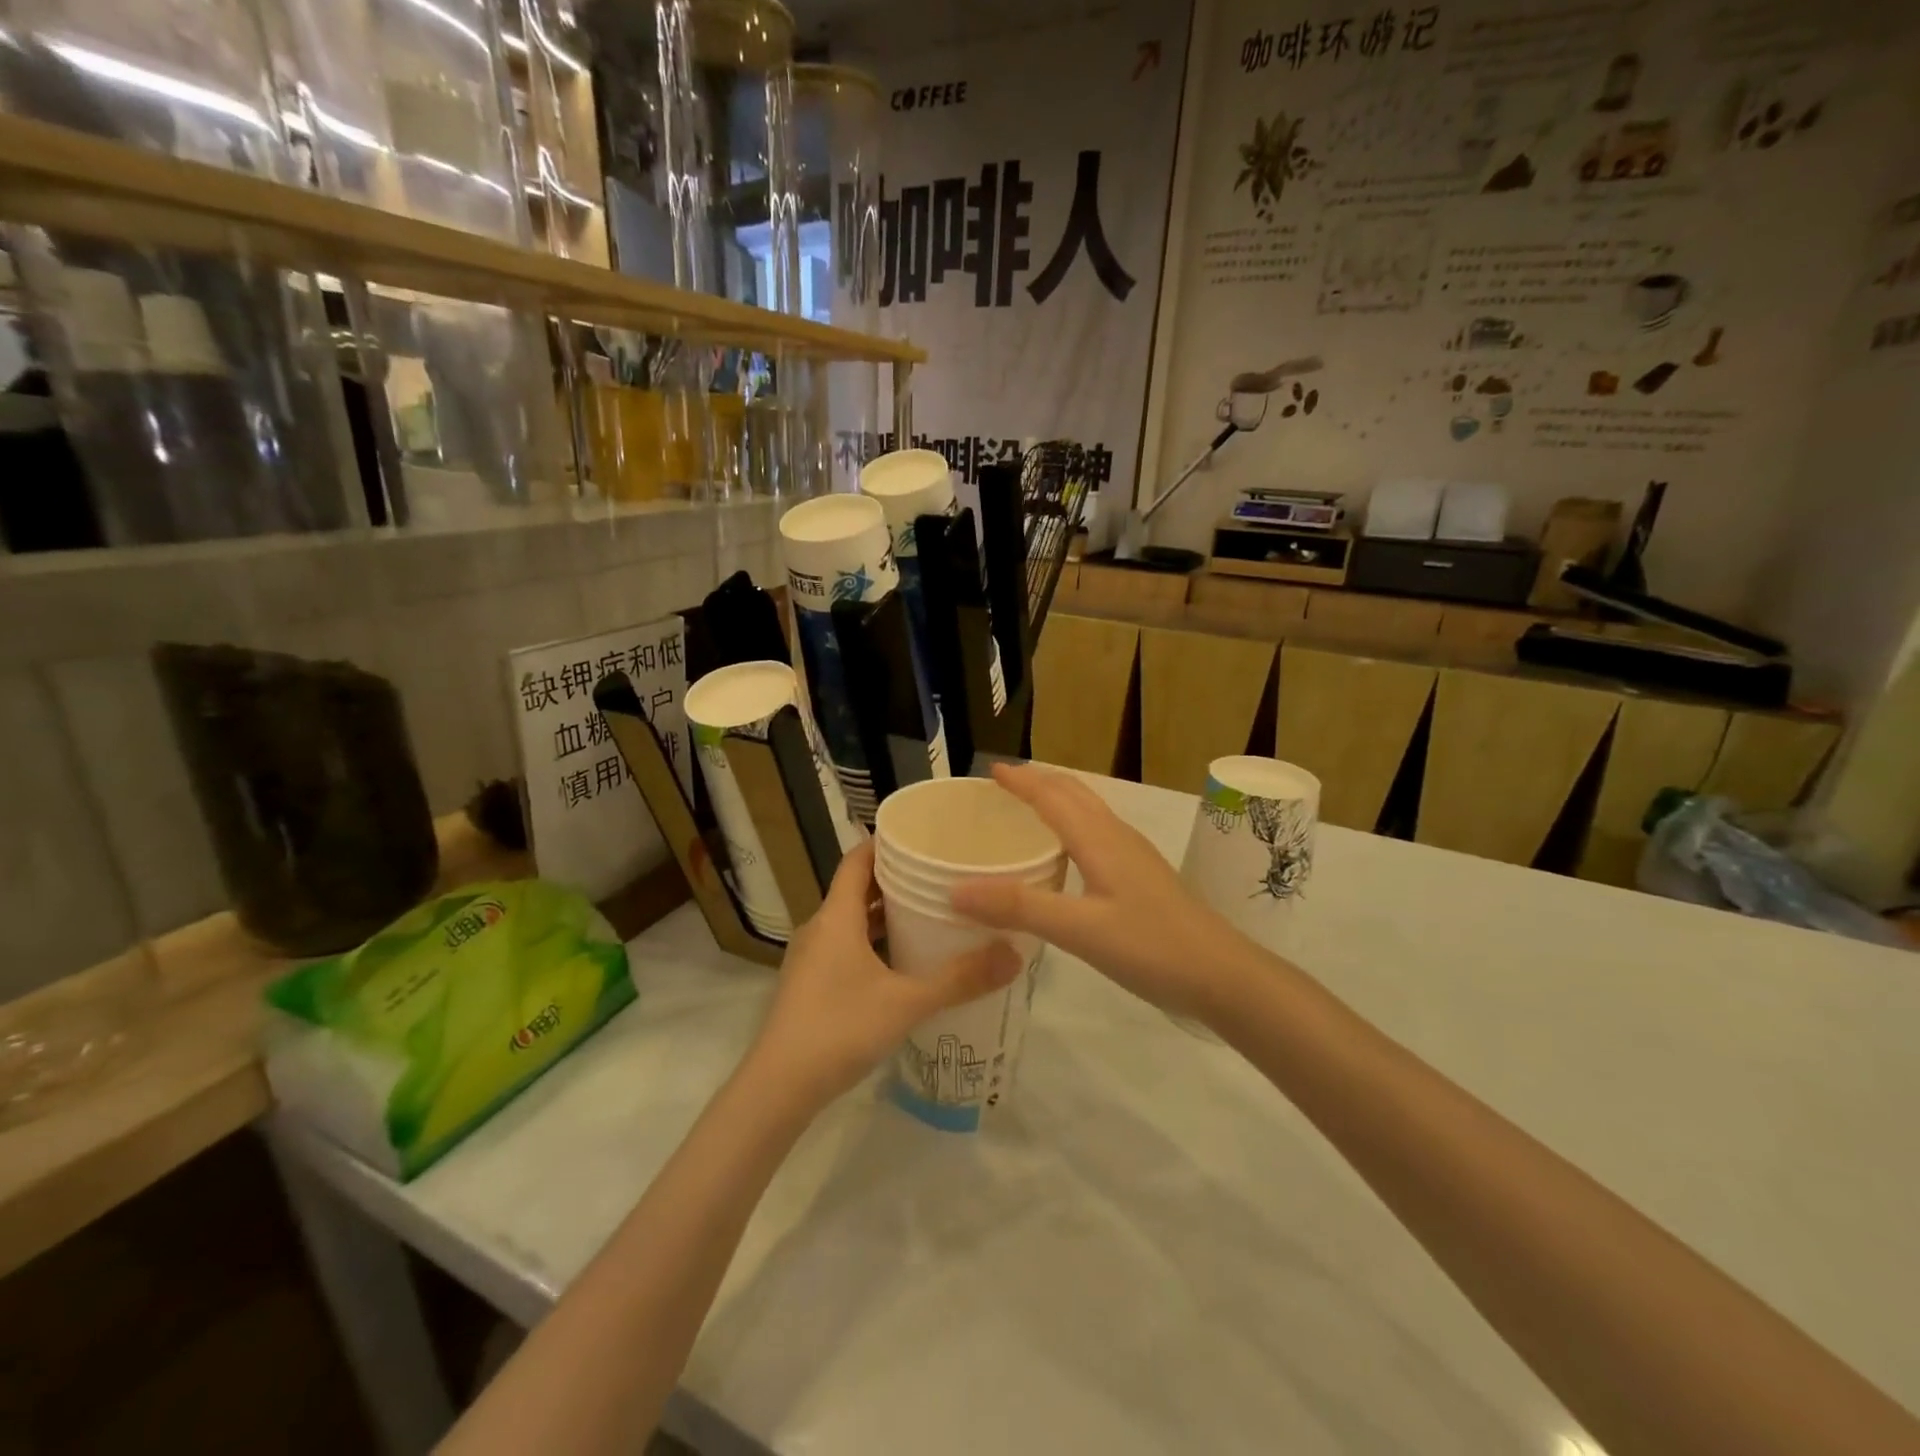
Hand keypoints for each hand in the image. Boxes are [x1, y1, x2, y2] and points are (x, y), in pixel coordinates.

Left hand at [742, 841, 1021, 1116]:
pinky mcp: (811, 985)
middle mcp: (820, 929)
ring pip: (853, 922)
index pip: (857, 860)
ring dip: (886, 915)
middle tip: (940, 875)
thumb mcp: (906, 1002)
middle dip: (896, 879)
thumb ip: (960, 979)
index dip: (885, 842)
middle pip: (858, 889)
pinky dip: (875, 943)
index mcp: (836, 917)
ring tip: (930, 913)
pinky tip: (904, 962)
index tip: (922, 835)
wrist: (778, 1088)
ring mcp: (812, 959)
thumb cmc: (839, 1029)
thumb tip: (1014, 954)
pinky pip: (847, 947)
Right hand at [950, 765, 1252, 1021]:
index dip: (1021, 781)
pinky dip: (1073, 826)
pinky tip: (1067, 855)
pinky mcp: (1143, 877)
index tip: (990, 771)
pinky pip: (1099, 834)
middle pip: (1074, 794)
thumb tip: (956, 889)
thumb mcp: (1079, 929)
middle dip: (1039, 781)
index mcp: (1099, 840)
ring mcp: (1135, 856)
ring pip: (1090, 812)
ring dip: (1058, 800)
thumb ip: (1019, 907)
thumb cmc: (1151, 946)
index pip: (1052, 796)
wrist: (1223, 974)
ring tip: (1029, 809)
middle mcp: (1117, 837)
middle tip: (1005, 784)